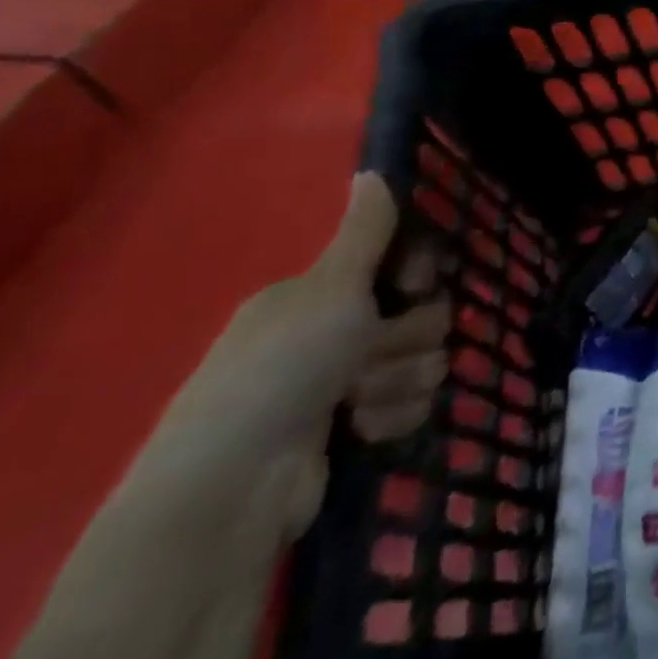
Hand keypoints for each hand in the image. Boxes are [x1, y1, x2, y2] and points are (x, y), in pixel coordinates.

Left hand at [150, 174, 450, 543]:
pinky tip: (361, 430)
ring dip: (401, 381)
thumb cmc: (282, 369)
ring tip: (357, 404)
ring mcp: (344, 385)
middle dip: (408, 338)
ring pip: (424, 362)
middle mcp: (333, 333)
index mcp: (320, 295)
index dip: (418, 272)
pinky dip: (393, 416)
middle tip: (368, 356)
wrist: (233, 488)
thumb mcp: (329, 290)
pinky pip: (412, 405)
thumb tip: (373, 169)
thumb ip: (365, 233)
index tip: (411, 283)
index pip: (403, 264)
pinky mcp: (357, 428)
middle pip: (423, 315)